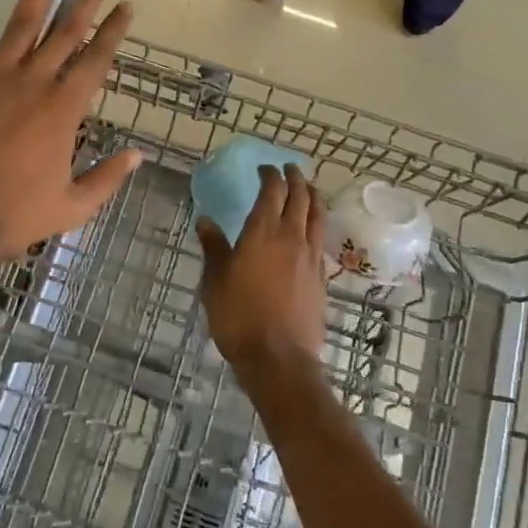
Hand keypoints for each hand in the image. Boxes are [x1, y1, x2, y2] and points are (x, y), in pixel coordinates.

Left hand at [0, 0, 142, 262]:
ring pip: (22, 22)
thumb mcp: (70, 208)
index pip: (96, 60)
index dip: (113, 31)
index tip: (126, 5)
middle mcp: (34, 82)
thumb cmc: (9, 216)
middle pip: (66, 30)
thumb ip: (106, 179)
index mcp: (63, 110)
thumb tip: (137, 155)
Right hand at [196, 164, 328, 378]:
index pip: (272, 191)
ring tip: (309, 189)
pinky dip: (317, 224)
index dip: (270, 175)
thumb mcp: (215, 281)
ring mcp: (310, 256)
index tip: (264, 169)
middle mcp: (291, 237)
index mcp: (263, 232)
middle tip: (289, 169)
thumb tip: (206, 221)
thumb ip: (214, 247)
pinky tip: (312, 230)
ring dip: (313, 197)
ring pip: (318, 215)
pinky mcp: (321, 277)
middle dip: (296, 178)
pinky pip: (321, 238)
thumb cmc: (239, 316)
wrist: (279, 358)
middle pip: (301, 197)